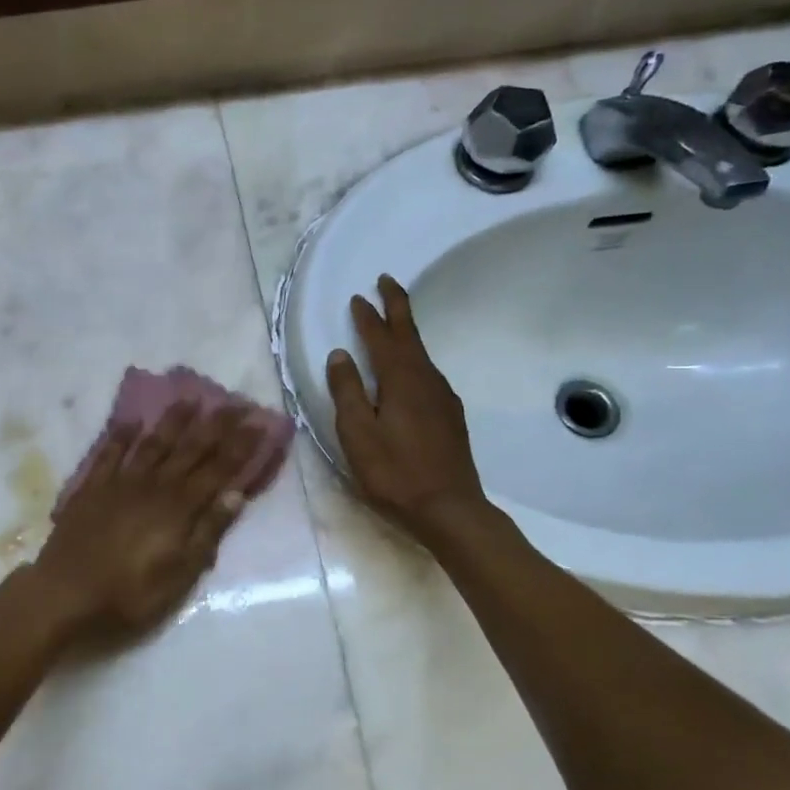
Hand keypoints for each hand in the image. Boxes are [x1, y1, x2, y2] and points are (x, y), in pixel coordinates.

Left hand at [25, 402, 265, 645]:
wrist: (65, 596)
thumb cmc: (130, 595)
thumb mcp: (180, 576)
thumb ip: (208, 533)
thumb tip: (235, 494)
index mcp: (179, 509)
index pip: (218, 470)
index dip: (241, 446)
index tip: (259, 422)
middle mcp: (153, 486)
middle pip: (190, 449)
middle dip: (216, 425)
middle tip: (236, 402)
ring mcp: (120, 483)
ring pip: (153, 444)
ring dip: (173, 421)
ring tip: (190, 399)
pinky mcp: (91, 489)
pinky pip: (109, 454)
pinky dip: (120, 436)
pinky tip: (131, 421)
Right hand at [327, 274, 490, 540]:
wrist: (449, 508)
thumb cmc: (395, 473)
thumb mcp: (358, 434)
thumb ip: (347, 391)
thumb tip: (340, 354)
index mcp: (402, 380)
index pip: (382, 337)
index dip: (368, 317)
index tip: (357, 298)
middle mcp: (426, 380)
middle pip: (410, 335)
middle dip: (397, 307)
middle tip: (386, 281)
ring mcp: (442, 398)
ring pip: (421, 354)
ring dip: (406, 332)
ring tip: (393, 322)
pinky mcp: (449, 416)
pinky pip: (428, 374)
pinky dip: (414, 359)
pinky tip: (409, 372)